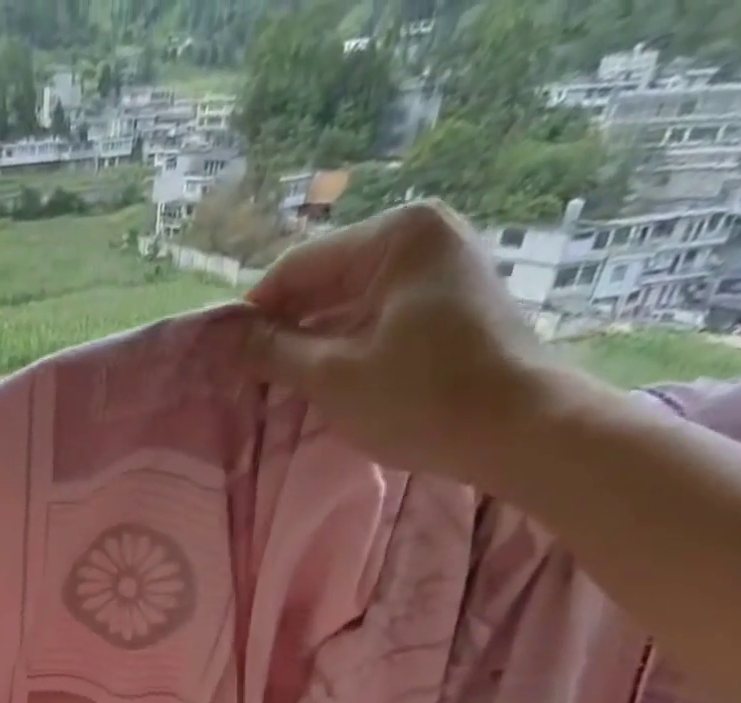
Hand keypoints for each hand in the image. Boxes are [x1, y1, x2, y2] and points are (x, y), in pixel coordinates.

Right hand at [245, 201, 571, 481]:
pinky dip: (344, 345)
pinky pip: (376, 316)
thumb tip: (228, 338)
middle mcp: (421, 236)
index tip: (224, 356)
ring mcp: (439, 268)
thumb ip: (274, 351)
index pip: (298, 267)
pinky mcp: (448, 303)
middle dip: (284, 328)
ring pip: (348, 302)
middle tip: (247, 376)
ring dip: (311, 341)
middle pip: (325, 281)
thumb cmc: (420, 398)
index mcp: (395, 236)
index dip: (254, 313)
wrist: (517, 429)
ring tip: (279, 383)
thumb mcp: (332, 376)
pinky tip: (323, 380)